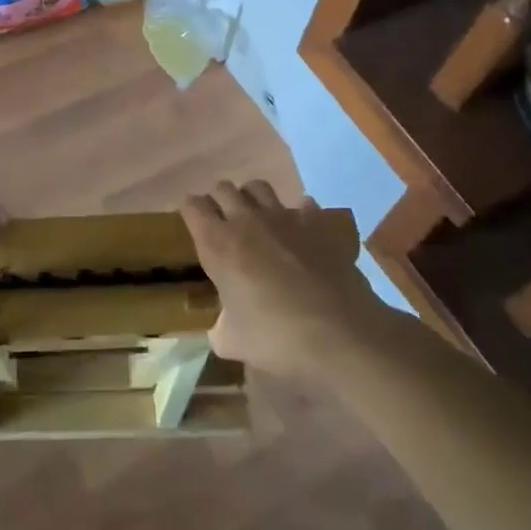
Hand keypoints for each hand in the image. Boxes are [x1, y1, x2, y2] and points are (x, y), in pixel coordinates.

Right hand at [182, 181, 387, 381]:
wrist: (339, 331)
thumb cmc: (276, 335)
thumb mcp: (233, 342)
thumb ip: (220, 329)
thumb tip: (221, 329)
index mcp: (217, 244)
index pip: (192, 206)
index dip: (190, 212)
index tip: (194, 225)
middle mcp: (246, 221)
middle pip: (223, 188)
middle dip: (219, 201)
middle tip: (223, 224)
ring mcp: (284, 217)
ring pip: (258, 187)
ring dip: (252, 198)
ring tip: (256, 219)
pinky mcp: (317, 223)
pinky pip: (303, 204)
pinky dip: (298, 212)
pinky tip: (299, 230)